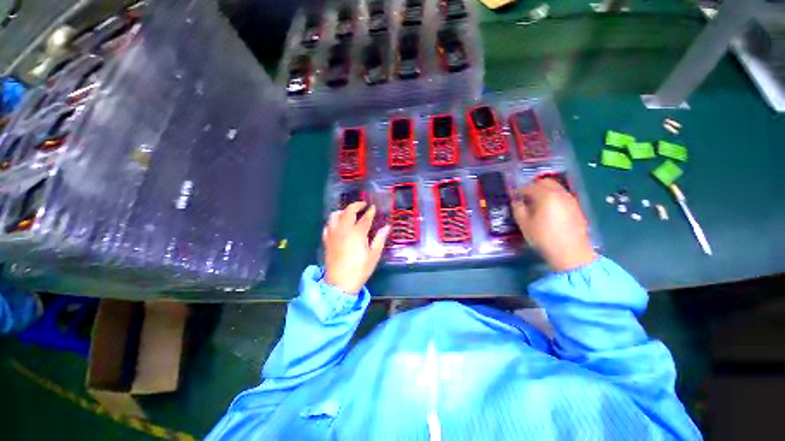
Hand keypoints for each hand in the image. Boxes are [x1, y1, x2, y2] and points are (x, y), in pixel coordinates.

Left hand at [323, 202, 389, 293]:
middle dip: (356, 205)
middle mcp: (344, 230)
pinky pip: (328, 225)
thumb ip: (379, 239)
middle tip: (363, 205)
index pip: (365, 218)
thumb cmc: (360, 269)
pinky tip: (339, 225)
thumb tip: (387, 227)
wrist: (340, 284)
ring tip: (350, 213)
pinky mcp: (327, 240)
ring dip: (343, 211)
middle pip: (348, 211)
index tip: (374, 207)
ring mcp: (333, 234)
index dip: (370, 211)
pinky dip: (334, 221)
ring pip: (334, 215)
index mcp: (357, 233)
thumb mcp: (374, 255)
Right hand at [511, 178, 595, 271]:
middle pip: (544, 182)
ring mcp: (570, 199)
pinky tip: (548, 209)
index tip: (511, 195)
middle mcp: (559, 193)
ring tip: (535, 202)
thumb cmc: (543, 238)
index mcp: (545, 196)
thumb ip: (518, 208)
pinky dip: (553, 196)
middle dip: (532, 186)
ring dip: (543, 190)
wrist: (571, 253)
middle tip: (524, 196)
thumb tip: (516, 200)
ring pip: (555, 187)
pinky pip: (562, 195)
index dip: (518, 191)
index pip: (528, 187)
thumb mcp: (524, 224)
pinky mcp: (576, 207)